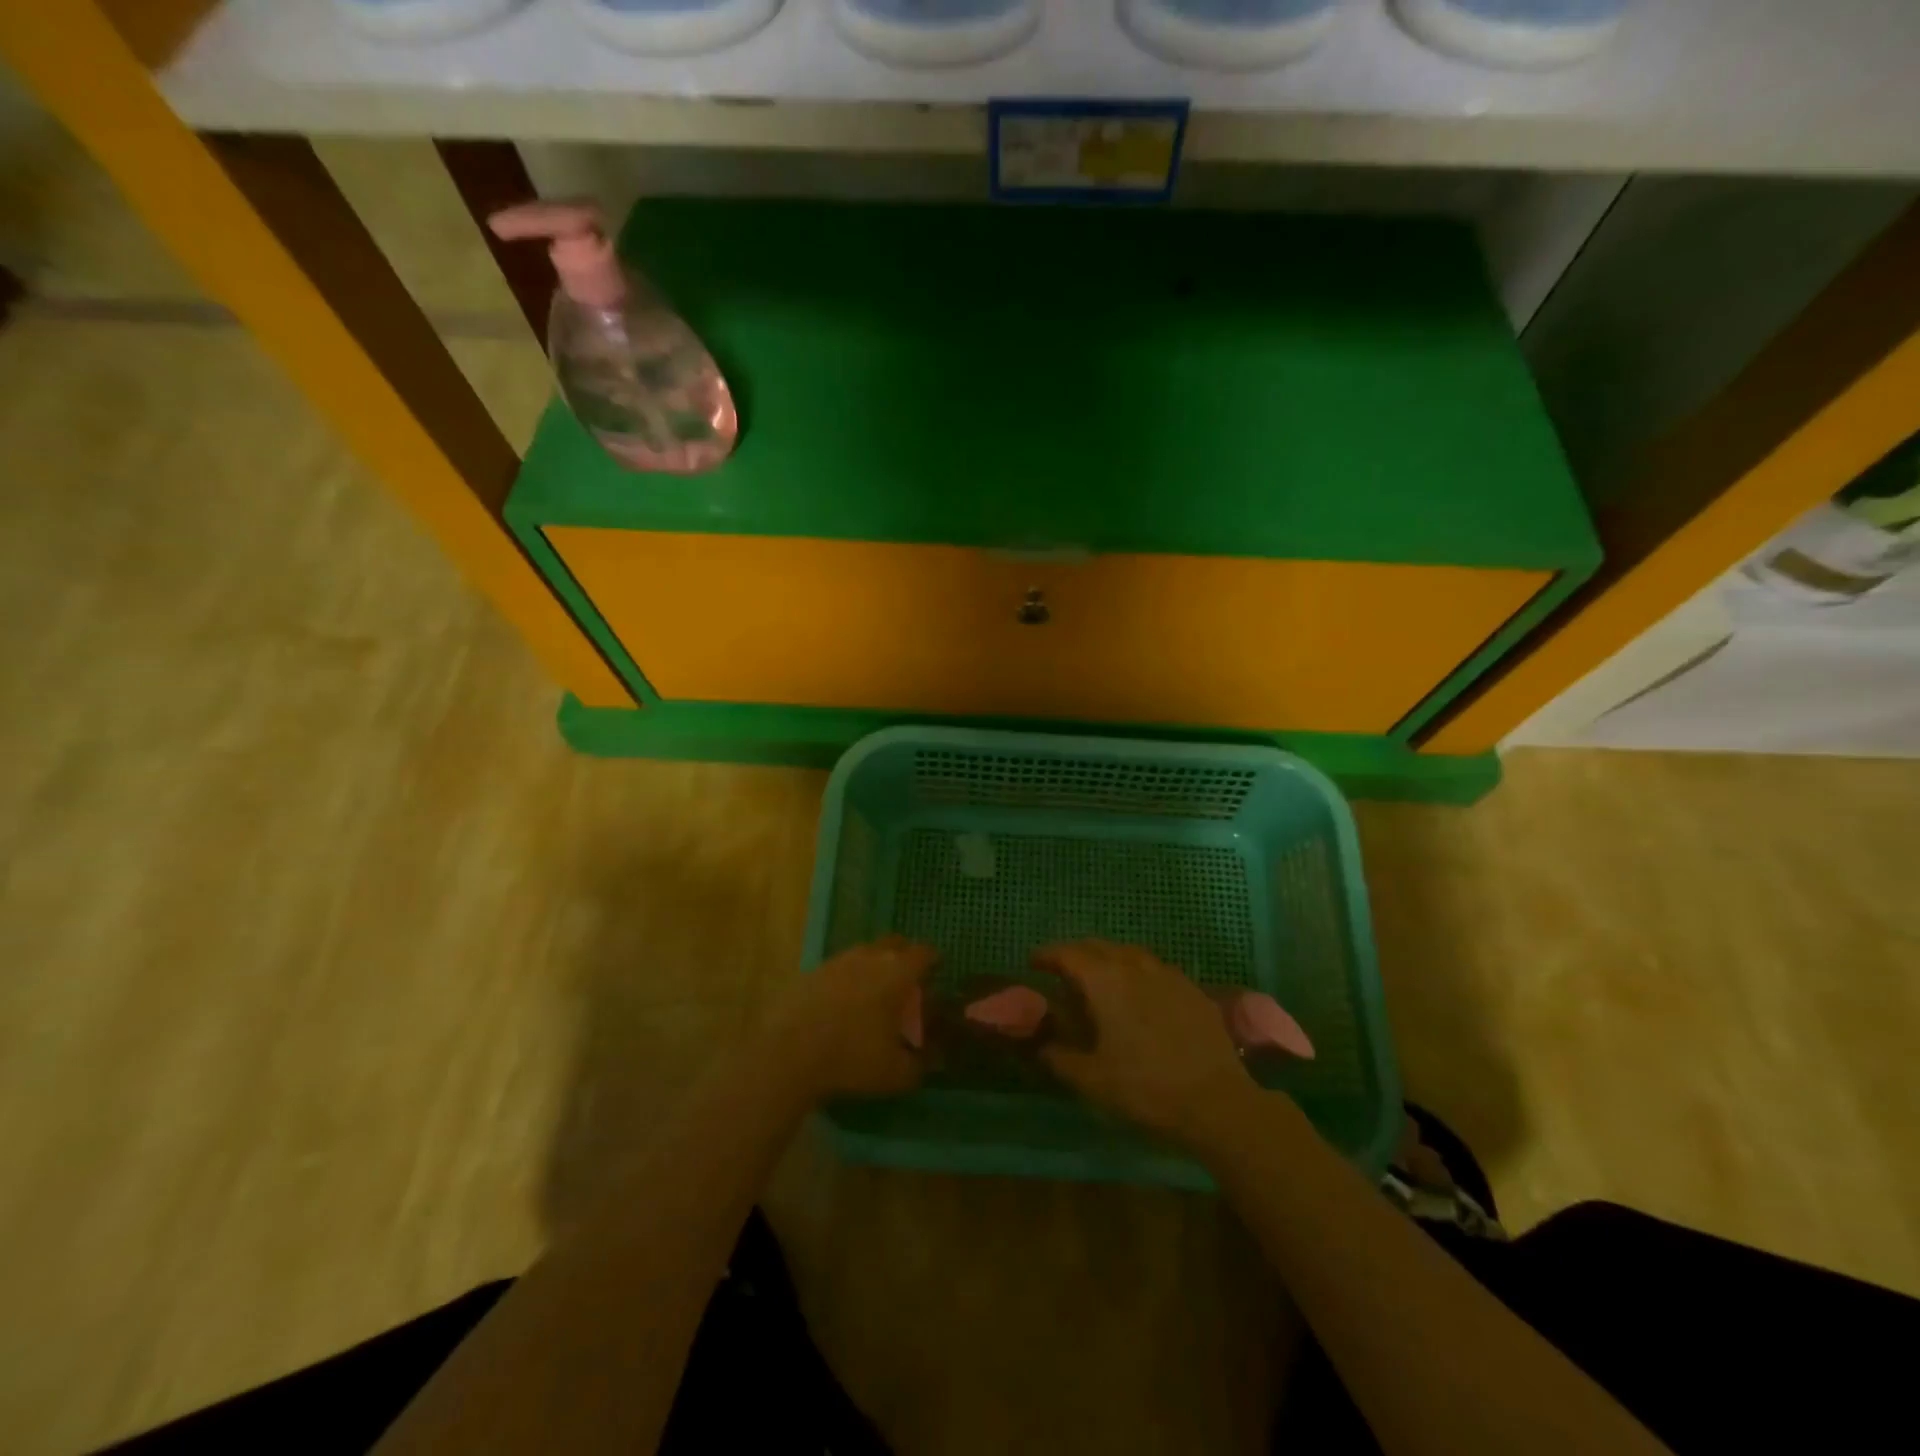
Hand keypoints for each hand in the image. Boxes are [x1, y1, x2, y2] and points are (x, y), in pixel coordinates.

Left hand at [774, 936, 935, 1099]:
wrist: (788, 1053)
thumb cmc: (852, 1058)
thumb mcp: (895, 1073)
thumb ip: (919, 1065)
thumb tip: (929, 1061)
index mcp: (897, 973)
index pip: (924, 953)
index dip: (933, 960)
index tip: (937, 972)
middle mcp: (869, 957)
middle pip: (894, 944)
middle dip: (904, 957)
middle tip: (907, 981)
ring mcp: (837, 961)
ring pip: (864, 954)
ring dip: (873, 967)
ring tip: (873, 994)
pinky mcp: (811, 972)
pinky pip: (838, 969)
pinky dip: (846, 980)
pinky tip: (842, 1004)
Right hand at [1034, 940, 1255, 1146]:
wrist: (1216, 1102)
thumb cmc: (1145, 1089)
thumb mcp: (1092, 1080)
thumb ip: (1060, 1058)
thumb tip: (1042, 1046)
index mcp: (1105, 980)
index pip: (1068, 954)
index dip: (1047, 955)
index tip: (1033, 963)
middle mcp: (1135, 966)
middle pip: (1098, 947)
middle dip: (1076, 954)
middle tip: (1062, 972)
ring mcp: (1167, 974)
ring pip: (1128, 953)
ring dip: (1108, 960)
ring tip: (1100, 981)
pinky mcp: (1192, 989)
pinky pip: (1155, 969)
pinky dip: (1137, 973)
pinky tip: (1140, 996)